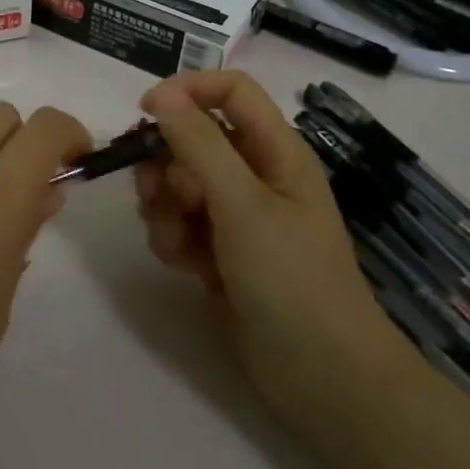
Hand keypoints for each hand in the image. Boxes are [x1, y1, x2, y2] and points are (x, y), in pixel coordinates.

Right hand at [135, 71, 403, 421]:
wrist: (323, 378)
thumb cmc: (291, 279)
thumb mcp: (242, 204)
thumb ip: (199, 145)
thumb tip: (163, 95)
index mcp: (275, 150)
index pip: (230, 90)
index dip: (188, 91)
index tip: (146, 115)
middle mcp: (255, 174)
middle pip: (194, 138)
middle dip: (166, 163)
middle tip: (157, 193)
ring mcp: (238, 215)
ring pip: (178, 182)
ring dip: (164, 206)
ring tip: (176, 240)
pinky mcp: (221, 252)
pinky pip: (180, 223)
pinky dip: (173, 238)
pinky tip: (183, 265)